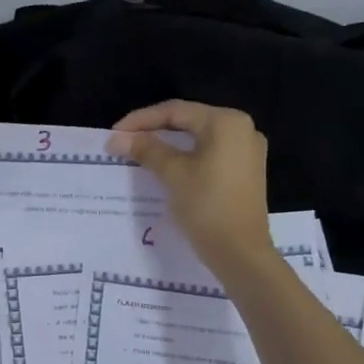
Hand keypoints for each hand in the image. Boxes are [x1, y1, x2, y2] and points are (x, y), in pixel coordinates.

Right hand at [108, 100, 274, 276]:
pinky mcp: (246, 172)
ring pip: (199, 139)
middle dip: (155, 130)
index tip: (115, 134)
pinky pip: (210, 154)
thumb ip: (146, 150)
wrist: (240, 253)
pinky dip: (187, 157)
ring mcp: (248, 151)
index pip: (176, 111)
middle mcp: (243, 129)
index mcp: (227, 122)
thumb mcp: (173, 174)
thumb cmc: (207, 206)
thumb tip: (117, 138)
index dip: (142, 120)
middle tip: (125, 142)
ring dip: (169, 144)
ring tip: (141, 153)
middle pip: (189, 121)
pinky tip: (167, 166)